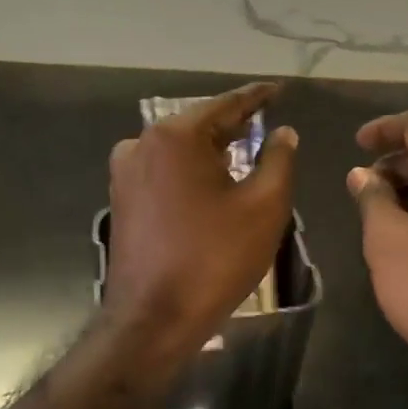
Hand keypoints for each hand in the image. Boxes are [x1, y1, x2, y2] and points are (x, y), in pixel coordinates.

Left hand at [104, 83, 297, 360]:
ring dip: (213, 149)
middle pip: (200, 124)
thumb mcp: (264, 206)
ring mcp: (126, 172)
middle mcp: (142, 143)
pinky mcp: (123, 198)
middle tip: (268, 121)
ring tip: (246, 151)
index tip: (279, 88)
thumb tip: (283, 132)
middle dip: (235, 124)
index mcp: (175, 136)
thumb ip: (279, 160)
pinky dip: (193, 169)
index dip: (257, 97)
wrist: (152, 320)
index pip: (226, 104)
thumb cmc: (214, 259)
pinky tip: (215, 181)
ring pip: (181, 148)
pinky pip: (166, 170)